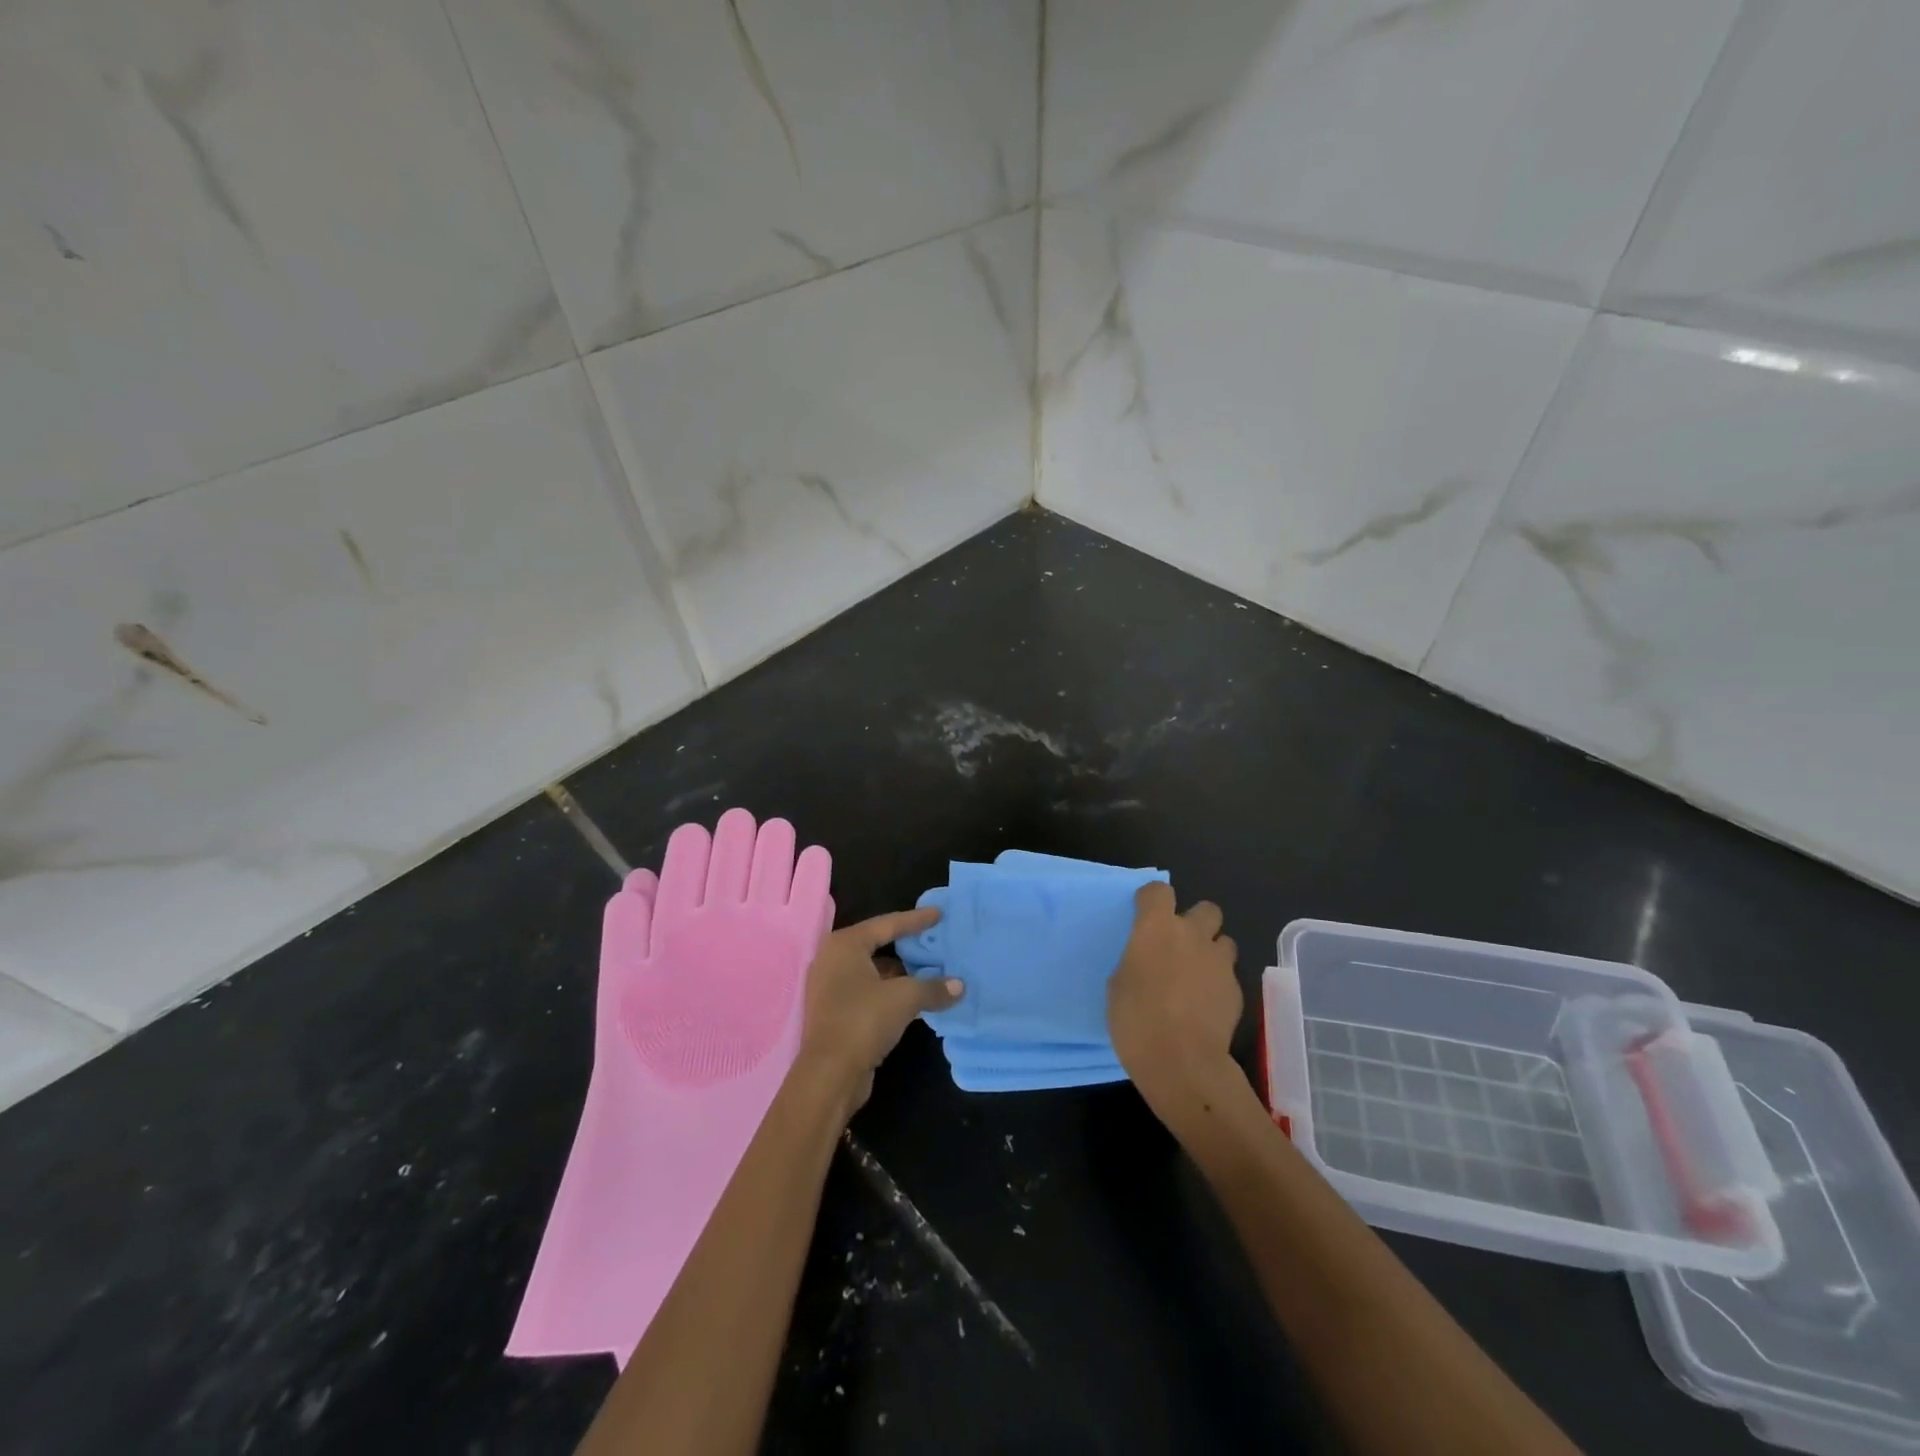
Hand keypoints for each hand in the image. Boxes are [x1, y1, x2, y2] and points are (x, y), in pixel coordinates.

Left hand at [794, 907, 962, 1121]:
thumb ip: (933, 987)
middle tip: (934, 941)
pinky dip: (889, 992)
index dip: (915, 920)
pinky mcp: (834, 1013)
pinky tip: (913, 999)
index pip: (886, 924)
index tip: (939, 914)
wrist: (829, 1074)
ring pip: (872, 971)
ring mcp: (830, 988)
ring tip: (930, 972)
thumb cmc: (863, 1020)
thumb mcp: (905, 998)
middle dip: (906, 946)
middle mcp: (832, 960)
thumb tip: (959, 986)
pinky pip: (868, 992)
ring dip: (899, 973)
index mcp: (845, 945)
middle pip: (877, 945)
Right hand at [1108, 882, 1244, 1128]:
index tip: (1143, 915)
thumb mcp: (1118, 984)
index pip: (1158, 890)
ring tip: (1197, 974)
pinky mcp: (1237, 989)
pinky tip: (1205, 1004)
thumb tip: (1147, 961)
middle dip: (1195, 920)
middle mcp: (1192, 934)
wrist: (1183, 1062)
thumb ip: (1137, 960)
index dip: (1151, 899)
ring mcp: (1219, 961)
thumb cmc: (1136, 1019)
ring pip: (1223, 940)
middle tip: (1180, 944)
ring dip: (1211, 950)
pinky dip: (1218, 982)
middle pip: (1206, 908)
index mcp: (1157, 928)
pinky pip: (1228, 974)